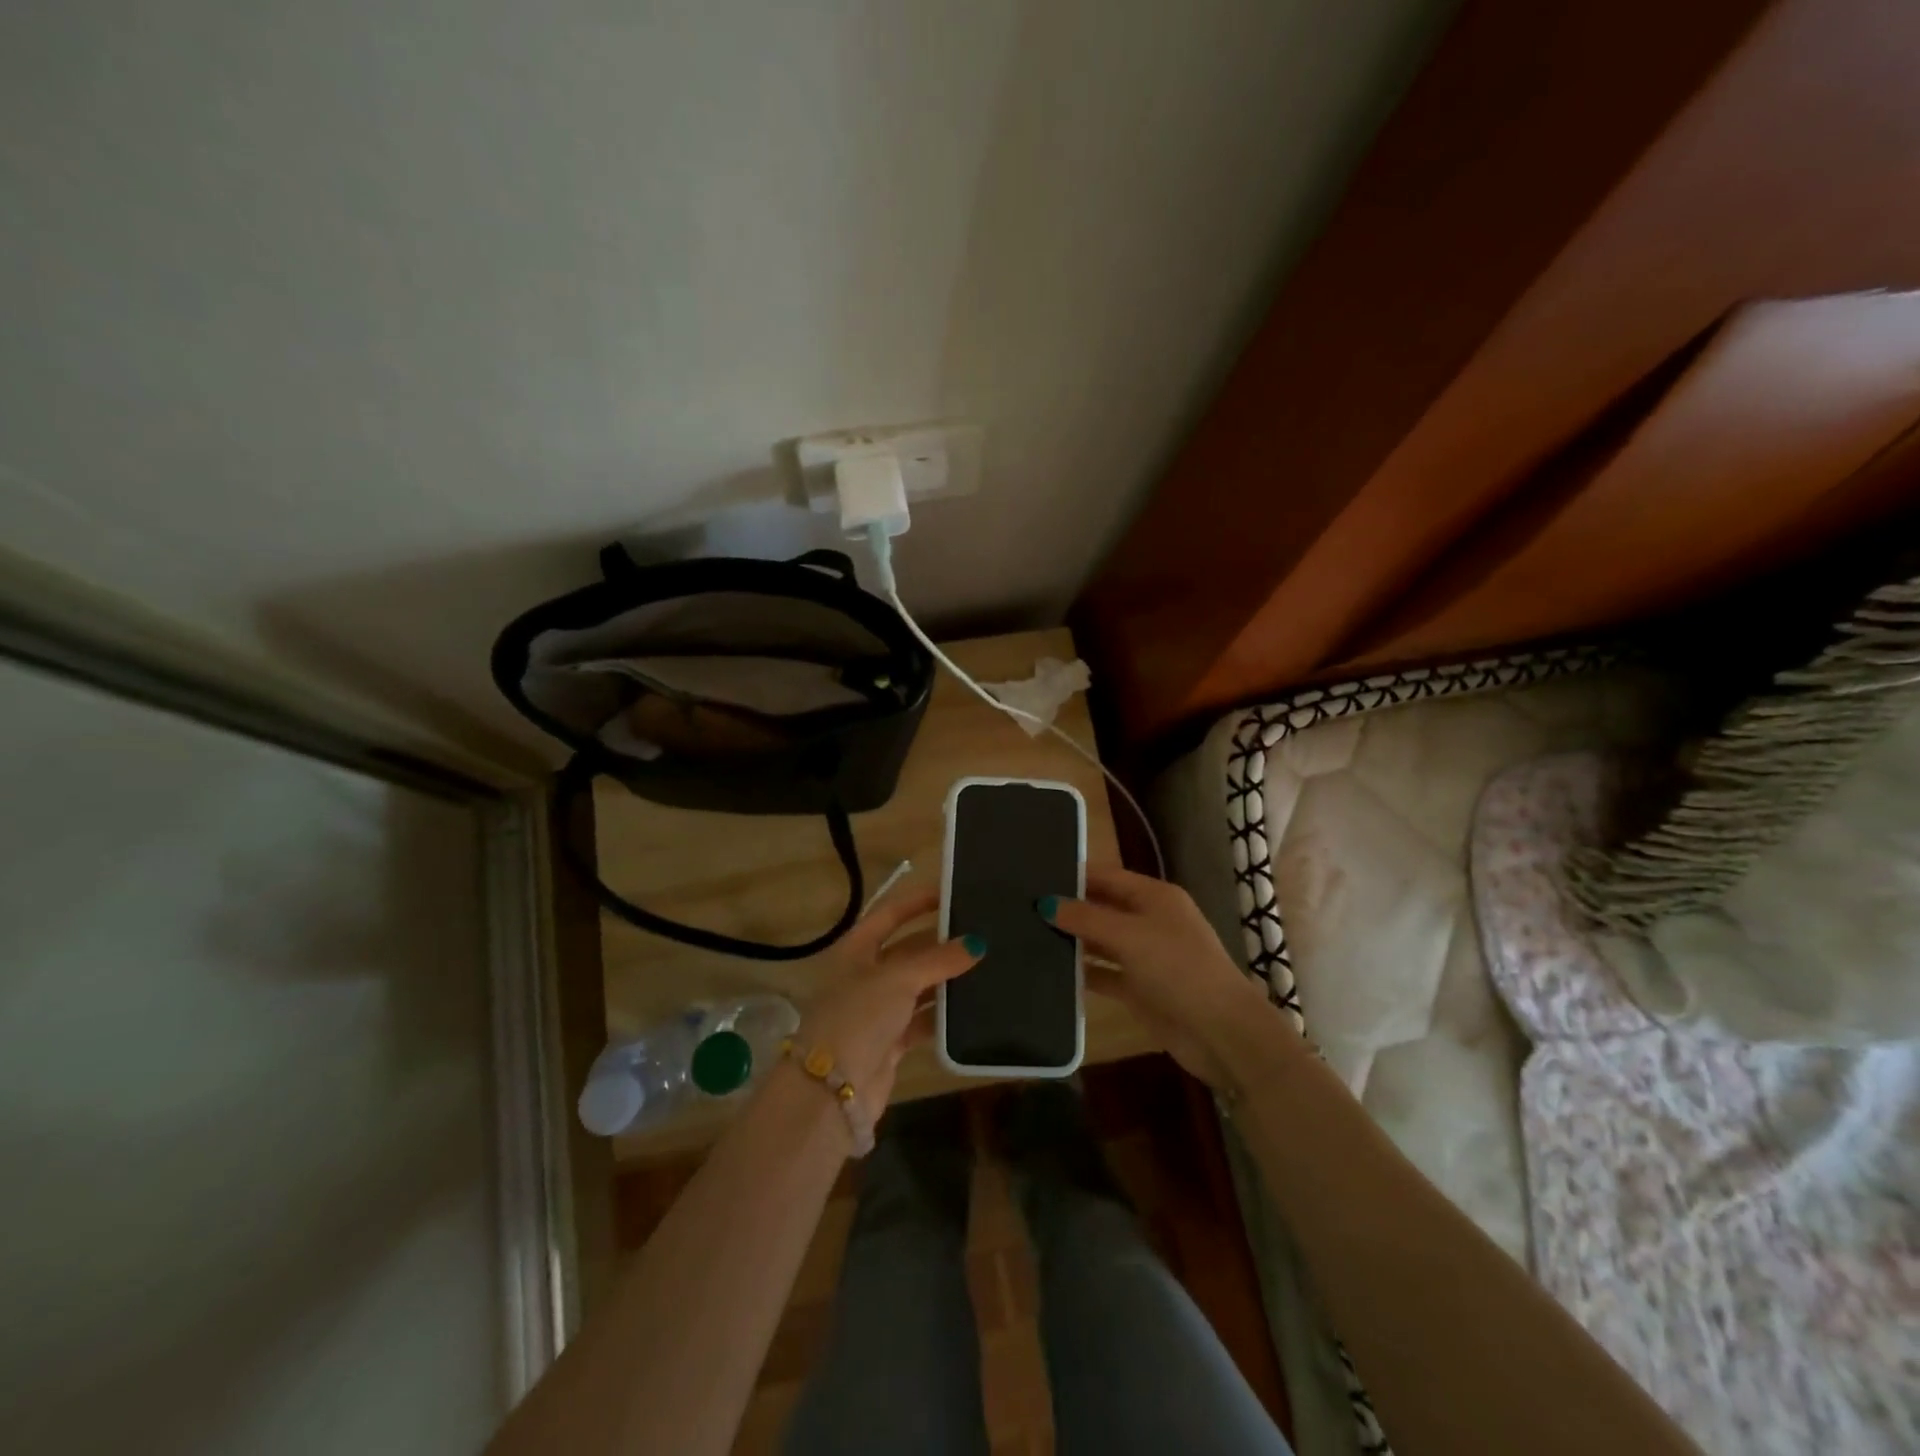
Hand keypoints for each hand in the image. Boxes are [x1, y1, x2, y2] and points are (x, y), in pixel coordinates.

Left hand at [797, 885, 980, 1117]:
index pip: (889, 914)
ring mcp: (877, 1010)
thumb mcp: (898, 979)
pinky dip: (943, 1014)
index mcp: (855, 950)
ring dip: (945, 979)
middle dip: (940, 943)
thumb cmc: (858, 1016)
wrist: (831, 1091)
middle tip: (980, 933)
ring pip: (918, 986)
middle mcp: (865, 975)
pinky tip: (972, 1008)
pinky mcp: (890, 1042)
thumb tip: (977, 943)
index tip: (952, 893)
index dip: (917, 902)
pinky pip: (922, 1020)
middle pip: (907, 950)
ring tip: (986, 966)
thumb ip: (938, 959)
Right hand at [1046, 866, 1283, 1088]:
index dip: (1075, 875)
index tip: (1035, 875)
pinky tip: (1050, 971)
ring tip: (1027, 934)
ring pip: (1101, 941)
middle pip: (1103, 907)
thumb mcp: (1130, 936)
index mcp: (1155, 897)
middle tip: (1023, 906)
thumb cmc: (1178, 969)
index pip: (1108, 876)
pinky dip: (1083, 972)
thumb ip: (1086, 918)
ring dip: (1073, 940)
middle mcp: (1150, 921)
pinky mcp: (1140, 989)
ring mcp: (1145, 957)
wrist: (1220, 1032)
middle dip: (1069, 907)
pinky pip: (1104, 974)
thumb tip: (1046, 904)